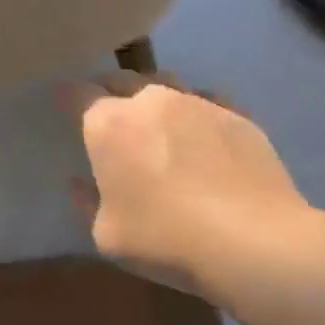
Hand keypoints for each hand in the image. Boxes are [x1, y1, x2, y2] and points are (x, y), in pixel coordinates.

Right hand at [65, 71, 322, 306]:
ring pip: (165, 84)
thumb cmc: (167, 239)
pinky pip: (208, 101)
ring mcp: (197, 102)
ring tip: (160, 124)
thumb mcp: (108, 236)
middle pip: (120, 79)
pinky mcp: (237, 114)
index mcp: (108, 124)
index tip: (68, 110)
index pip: (77, 93)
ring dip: (155, 99)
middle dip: (111, 92)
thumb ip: (87, 202)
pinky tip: (205, 139)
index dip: (69, 100)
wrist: (257, 244)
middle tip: (113, 119)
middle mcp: (149, 100)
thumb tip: (81, 182)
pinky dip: (198, 114)